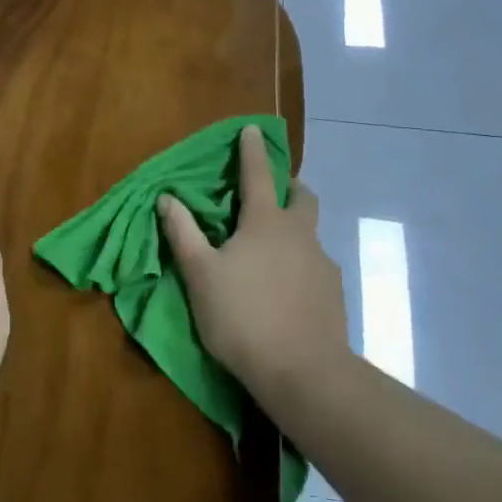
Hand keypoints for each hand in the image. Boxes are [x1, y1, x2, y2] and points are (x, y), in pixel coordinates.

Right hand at [159, 125, 349, 398]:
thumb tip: (167, 198)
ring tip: (271, 254)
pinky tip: (286, 291)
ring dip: (294, 231)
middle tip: (273, 192)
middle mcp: (300, 234)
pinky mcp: (334, 294)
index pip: (257, 174)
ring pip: (310, 234)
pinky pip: (315, 267)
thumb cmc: (242, 316)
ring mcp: (322, 264)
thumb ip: (183, 233)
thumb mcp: (200, 275)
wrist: (302, 372)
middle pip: (302, 197)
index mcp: (265, 223)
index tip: (252, 129)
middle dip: (289, 186)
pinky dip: (300, 266)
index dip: (251, 150)